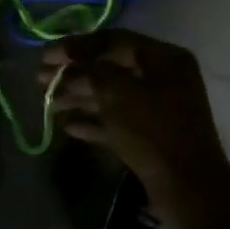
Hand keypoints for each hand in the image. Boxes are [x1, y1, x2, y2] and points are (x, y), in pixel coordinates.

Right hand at [42, 30, 229, 221]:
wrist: (187, 188)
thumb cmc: (153, 132)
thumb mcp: (118, 94)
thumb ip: (91, 70)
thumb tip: (71, 60)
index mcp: (164, 59)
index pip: (114, 40)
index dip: (77, 45)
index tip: (46, 55)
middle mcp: (163, 78)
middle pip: (110, 67)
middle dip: (74, 72)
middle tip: (41, 79)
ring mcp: (157, 108)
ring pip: (111, 95)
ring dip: (78, 97)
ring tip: (48, 103)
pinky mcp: (150, 136)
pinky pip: (117, 121)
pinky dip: (93, 122)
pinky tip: (68, 127)